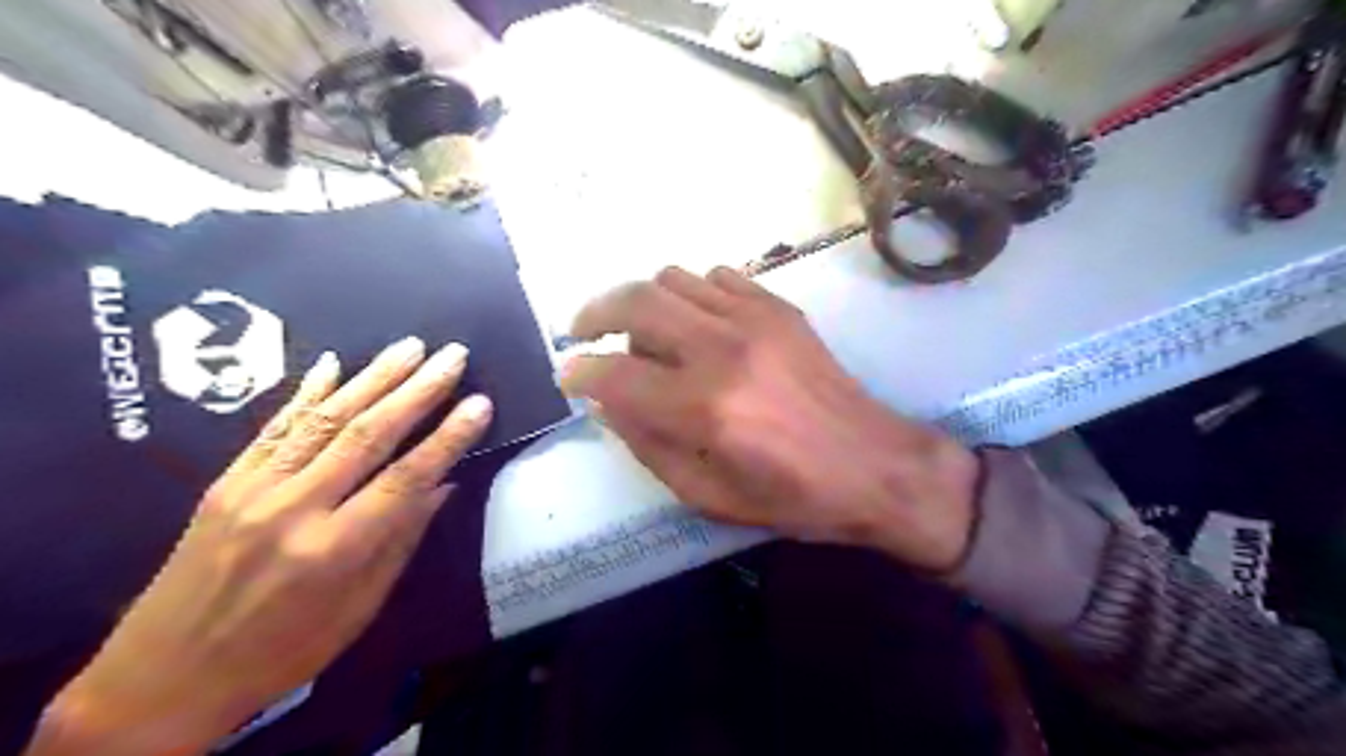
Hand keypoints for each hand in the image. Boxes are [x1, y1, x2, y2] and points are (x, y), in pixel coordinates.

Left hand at [28, 336, 491, 755]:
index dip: (449, 438)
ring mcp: (254, 489)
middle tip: (453, 356)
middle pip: (368, 435)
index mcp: (334, 550)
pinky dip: (308, 392)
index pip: (406, 479)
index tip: (481, 403)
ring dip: (373, 377)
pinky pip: (274, 427)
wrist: (163, 677)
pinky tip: (334, 363)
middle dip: (418, 390)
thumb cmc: (282, 651)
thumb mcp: (359, 609)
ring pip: (325, 419)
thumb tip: (442, 484)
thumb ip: (401, 540)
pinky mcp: (226, 482)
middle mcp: (294, 509)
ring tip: (410, 347)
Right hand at [558, 270, 980, 568]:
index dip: (580, 373)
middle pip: (635, 302)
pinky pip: (717, 276)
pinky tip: (696, 322)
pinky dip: (691, 293)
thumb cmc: (794, 498)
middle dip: (594, 313)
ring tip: (644, 333)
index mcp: (705, 409)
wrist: (877, 466)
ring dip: (643, 303)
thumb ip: (649, 447)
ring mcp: (755, 320)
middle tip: (582, 331)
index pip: (615, 374)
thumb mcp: (709, 497)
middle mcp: (724, 350)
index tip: (569, 376)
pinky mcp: (779, 308)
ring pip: (672, 279)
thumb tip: (609, 403)